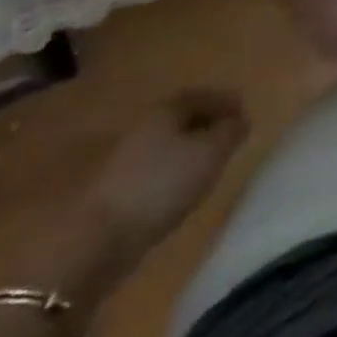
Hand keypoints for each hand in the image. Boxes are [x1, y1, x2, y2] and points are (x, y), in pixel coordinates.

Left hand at [85, 90, 248, 251]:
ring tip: (205, 162)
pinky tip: (176, 188)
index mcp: (165, 110)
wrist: (93, 241)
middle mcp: (143, 126)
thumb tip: (241, 119)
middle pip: (179, 117)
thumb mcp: (207, 156)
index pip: (200, 95)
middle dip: (203, 122)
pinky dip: (168, 171)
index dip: (223, 101)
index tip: (243, 109)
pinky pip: (150, 169)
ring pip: (163, 143)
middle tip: (226, 133)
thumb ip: (228, 134)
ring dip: (184, 148)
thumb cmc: (159, 186)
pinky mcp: (111, 192)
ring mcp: (121, 159)